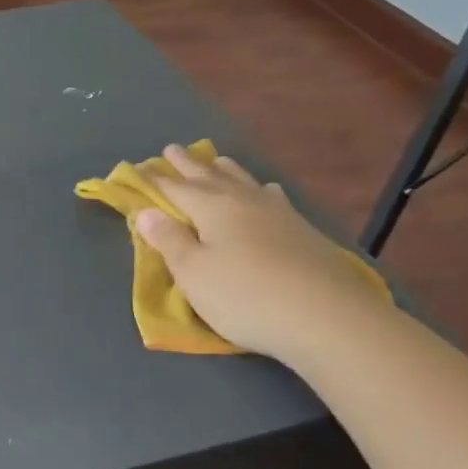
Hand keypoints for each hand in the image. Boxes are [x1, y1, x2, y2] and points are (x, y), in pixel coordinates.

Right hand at [135, 145, 393, 364]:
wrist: (330, 319)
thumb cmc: (246, 296)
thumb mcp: (194, 273)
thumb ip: (169, 240)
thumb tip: (146, 212)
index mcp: (210, 208)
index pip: (173, 188)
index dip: (153, 179)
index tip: (137, 168)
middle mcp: (242, 201)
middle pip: (208, 176)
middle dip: (187, 164)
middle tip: (172, 149)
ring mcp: (277, 213)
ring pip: (243, 181)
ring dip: (225, 169)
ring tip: (217, 160)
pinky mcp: (303, 231)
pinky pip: (271, 196)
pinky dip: (259, 188)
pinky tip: (267, 191)